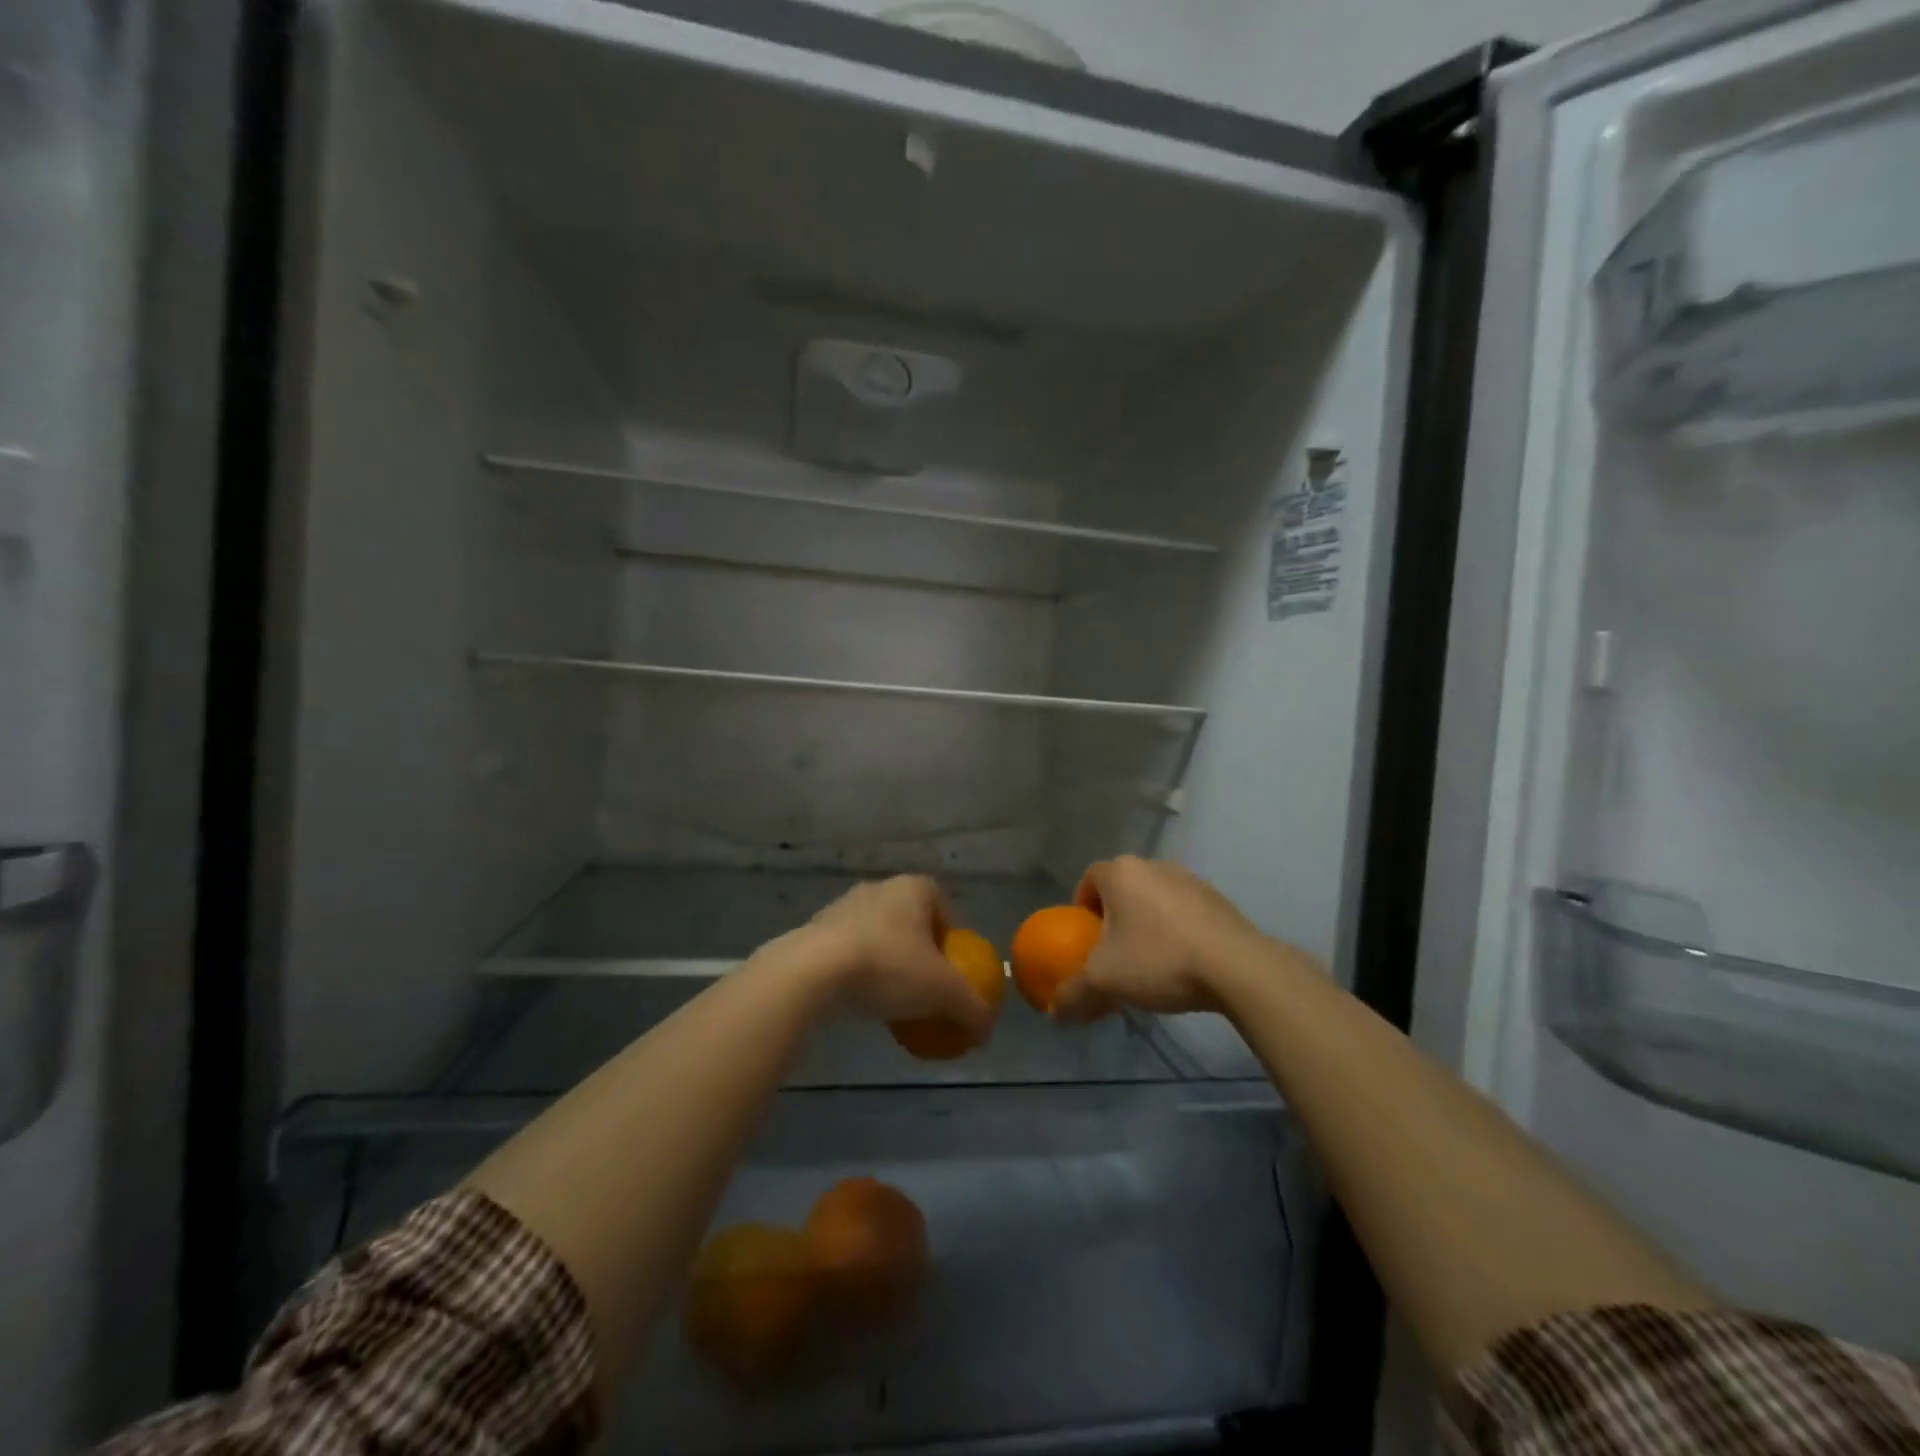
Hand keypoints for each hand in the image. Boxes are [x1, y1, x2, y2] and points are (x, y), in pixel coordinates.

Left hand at [795, 876, 994, 1034]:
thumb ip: (972, 1008)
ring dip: (887, 962)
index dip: (951, 932)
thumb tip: (986, 1029)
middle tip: (926, 986)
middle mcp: (878, 889)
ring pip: (876, 935)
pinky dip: (858, 973)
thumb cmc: (888, 967)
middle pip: (908, 919)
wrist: (811, 973)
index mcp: (912, 888)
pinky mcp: (813, 932)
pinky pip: (847, 951)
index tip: (954, 965)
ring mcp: (841, 908)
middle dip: (919, 950)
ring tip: (893, 1000)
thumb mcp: (943, 993)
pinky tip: (861, 1002)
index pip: (941, 901)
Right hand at [1052, 857, 1272, 1023]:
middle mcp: (1153, 865)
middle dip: (1115, 917)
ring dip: (1148, 922)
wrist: (1237, 968)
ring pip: (1154, 898)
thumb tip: (1054, 1012)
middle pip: (1122, 888)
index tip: (1088, 940)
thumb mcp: (1105, 982)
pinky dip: (1177, 929)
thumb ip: (1074, 994)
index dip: (1083, 909)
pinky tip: (1184, 962)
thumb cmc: (1159, 960)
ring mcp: (1189, 878)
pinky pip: (1184, 910)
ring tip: (1151, 961)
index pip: (1089, 879)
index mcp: (1120, 873)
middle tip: (1115, 952)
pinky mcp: (1218, 898)